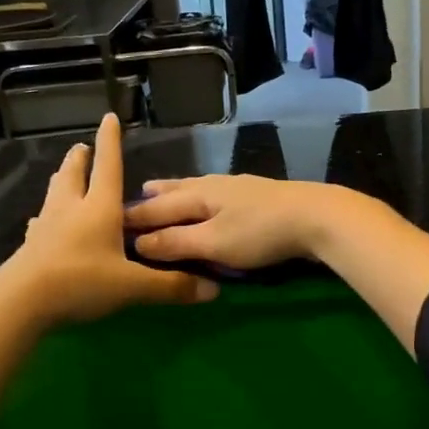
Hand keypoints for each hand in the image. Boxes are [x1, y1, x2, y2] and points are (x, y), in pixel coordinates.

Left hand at [1, 113, 219, 325]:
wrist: (20, 302)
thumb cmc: (81, 282)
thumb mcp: (132, 286)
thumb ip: (171, 286)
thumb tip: (214, 292)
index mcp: (99, 209)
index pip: (108, 167)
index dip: (110, 142)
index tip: (109, 117)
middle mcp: (71, 209)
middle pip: (74, 175)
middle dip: (80, 159)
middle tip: (80, 147)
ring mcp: (46, 226)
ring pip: (54, 194)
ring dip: (61, 180)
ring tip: (63, 174)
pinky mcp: (29, 246)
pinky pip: (39, 223)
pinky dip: (44, 217)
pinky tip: (39, 222)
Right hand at [125, 175, 362, 269]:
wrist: (317, 216)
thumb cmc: (260, 232)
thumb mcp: (213, 242)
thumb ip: (176, 243)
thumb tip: (137, 243)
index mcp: (198, 195)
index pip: (157, 206)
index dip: (135, 216)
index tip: (111, 220)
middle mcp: (215, 185)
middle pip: (178, 189)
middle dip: (156, 195)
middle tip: (138, 193)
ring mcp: (240, 187)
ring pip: (200, 187)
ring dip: (179, 191)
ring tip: (166, 190)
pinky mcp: (259, 195)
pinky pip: (218, 193)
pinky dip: (203, 196)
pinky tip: (213, 199)